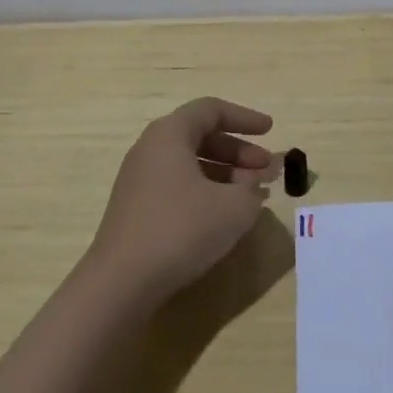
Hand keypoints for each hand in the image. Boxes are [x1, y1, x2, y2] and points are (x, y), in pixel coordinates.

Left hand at [88, 96, 280, 305]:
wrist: (121, 283)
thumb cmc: (181, 229)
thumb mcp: (234, 208)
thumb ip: (252, 189)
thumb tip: (253, 184)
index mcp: (170, 134)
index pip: (211, 110)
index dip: (245, 118)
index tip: (271, 131)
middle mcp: (151, 149)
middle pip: (201, 136)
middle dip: (239, 150)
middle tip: (267, 170)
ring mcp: (140, 180)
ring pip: (190, 163)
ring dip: (225, 173)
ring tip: (252, 194)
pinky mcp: (137, 208)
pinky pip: (178, 185)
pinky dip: (206, 191)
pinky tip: (224, 215)